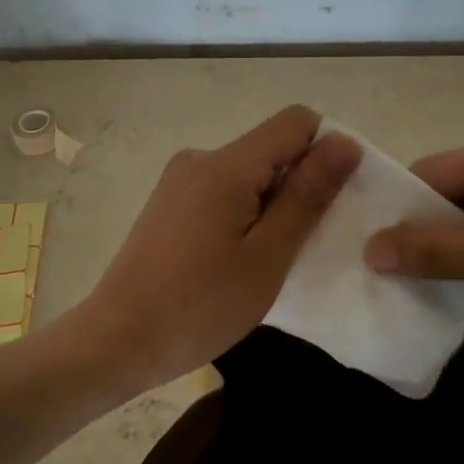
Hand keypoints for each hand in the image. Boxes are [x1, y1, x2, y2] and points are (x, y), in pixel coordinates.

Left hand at [73, 106, 360, 391]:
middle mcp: (200, 158)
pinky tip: (238, 258)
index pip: (296, 122)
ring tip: (271, 257)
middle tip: (307, 242)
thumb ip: (307, 196)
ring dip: (273, 203)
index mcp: (226, 165)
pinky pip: (224, 190)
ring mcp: (180, 180)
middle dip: (300, 183)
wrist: (118, 341)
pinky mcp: (170, 202)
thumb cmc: (200, 305)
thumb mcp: (268, 255)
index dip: (327, 150)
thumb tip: (344, 143)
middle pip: (271, 147)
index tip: (335, 199)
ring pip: (249, 172)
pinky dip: (245, 213)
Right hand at [362, 130, 463, 381]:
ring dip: (450, 245)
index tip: (366, 245)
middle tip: (385, 267)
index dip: (398, 208)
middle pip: (453, 190)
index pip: (432, 171)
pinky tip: (460, 282)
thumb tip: (369, 248)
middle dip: (423, 229)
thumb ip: (431, 249)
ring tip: (414, 279)